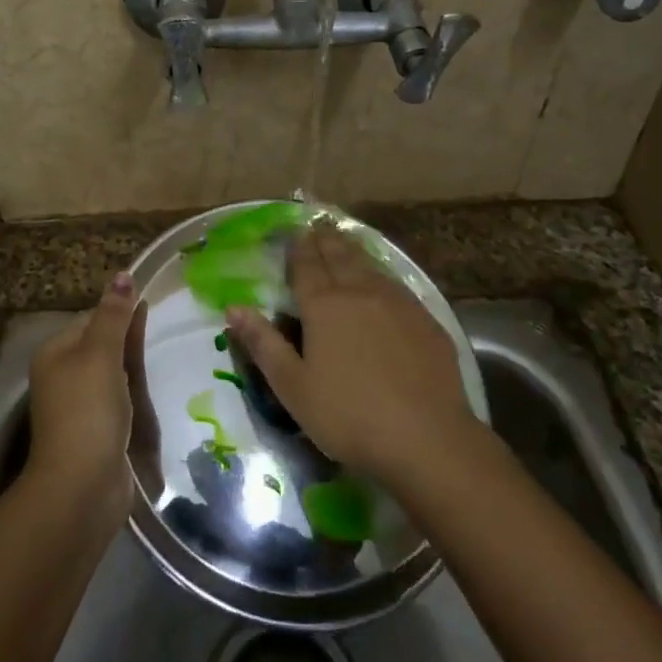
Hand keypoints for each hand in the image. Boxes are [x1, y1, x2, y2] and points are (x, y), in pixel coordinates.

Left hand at [27, 273, 146, 534]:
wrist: (82, 486)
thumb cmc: (88, 411)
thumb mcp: (101, 354)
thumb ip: (114, 315)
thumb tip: (123, 274)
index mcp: (55, 353)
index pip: (90, 318)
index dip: (118, 309)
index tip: (150, 302)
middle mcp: (63, 376)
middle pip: (101, 344)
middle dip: (127, 335)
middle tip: (162, 324)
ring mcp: (79, 405)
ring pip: (111, 372)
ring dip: (132, 363)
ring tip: (161, 350)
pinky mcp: (97, 430)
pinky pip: (118, 398)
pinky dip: (134, 390)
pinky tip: (150, 387)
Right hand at [226, 224, 475, 489]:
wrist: (427, 438)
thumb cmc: (349, 416)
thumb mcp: (293, 387)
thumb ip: (263, 344)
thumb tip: (233, 308)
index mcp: (324, 306)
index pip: (306, 266)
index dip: (298, 248)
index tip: (294, 231)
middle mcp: (360, 292)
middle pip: (339, 256)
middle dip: (326, 239)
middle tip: (318, 223)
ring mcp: (397, 302)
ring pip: (370, 265)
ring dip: (353, 249)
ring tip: (344, 238)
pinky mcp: (425, 319)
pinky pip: (396, 284)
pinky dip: (381, 272)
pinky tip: (382, 279)